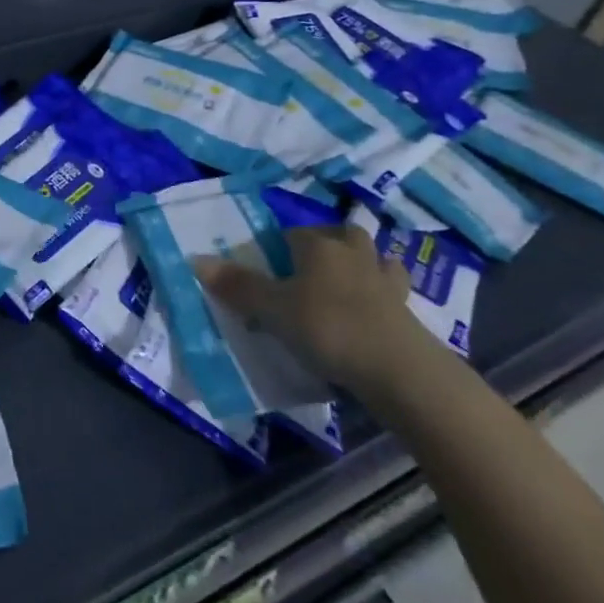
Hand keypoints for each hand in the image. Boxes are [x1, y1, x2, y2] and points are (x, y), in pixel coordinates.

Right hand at [195, 224, 429, 393]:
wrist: (399, 369)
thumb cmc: (327, 328)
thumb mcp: (273, 309)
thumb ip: (237, 286)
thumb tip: (196, 260)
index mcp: (318, 245)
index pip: (291, 233)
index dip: (276, 249)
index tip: (267, 273)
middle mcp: (352, 253)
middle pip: (338, 235)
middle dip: (324, 246)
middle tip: (305, 273)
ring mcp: (384, 279)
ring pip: (371, 257)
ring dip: (359, 265)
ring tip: (343, 286)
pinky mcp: (407, 308)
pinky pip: (391, 289)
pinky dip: (381, 294)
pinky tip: (372, 309)